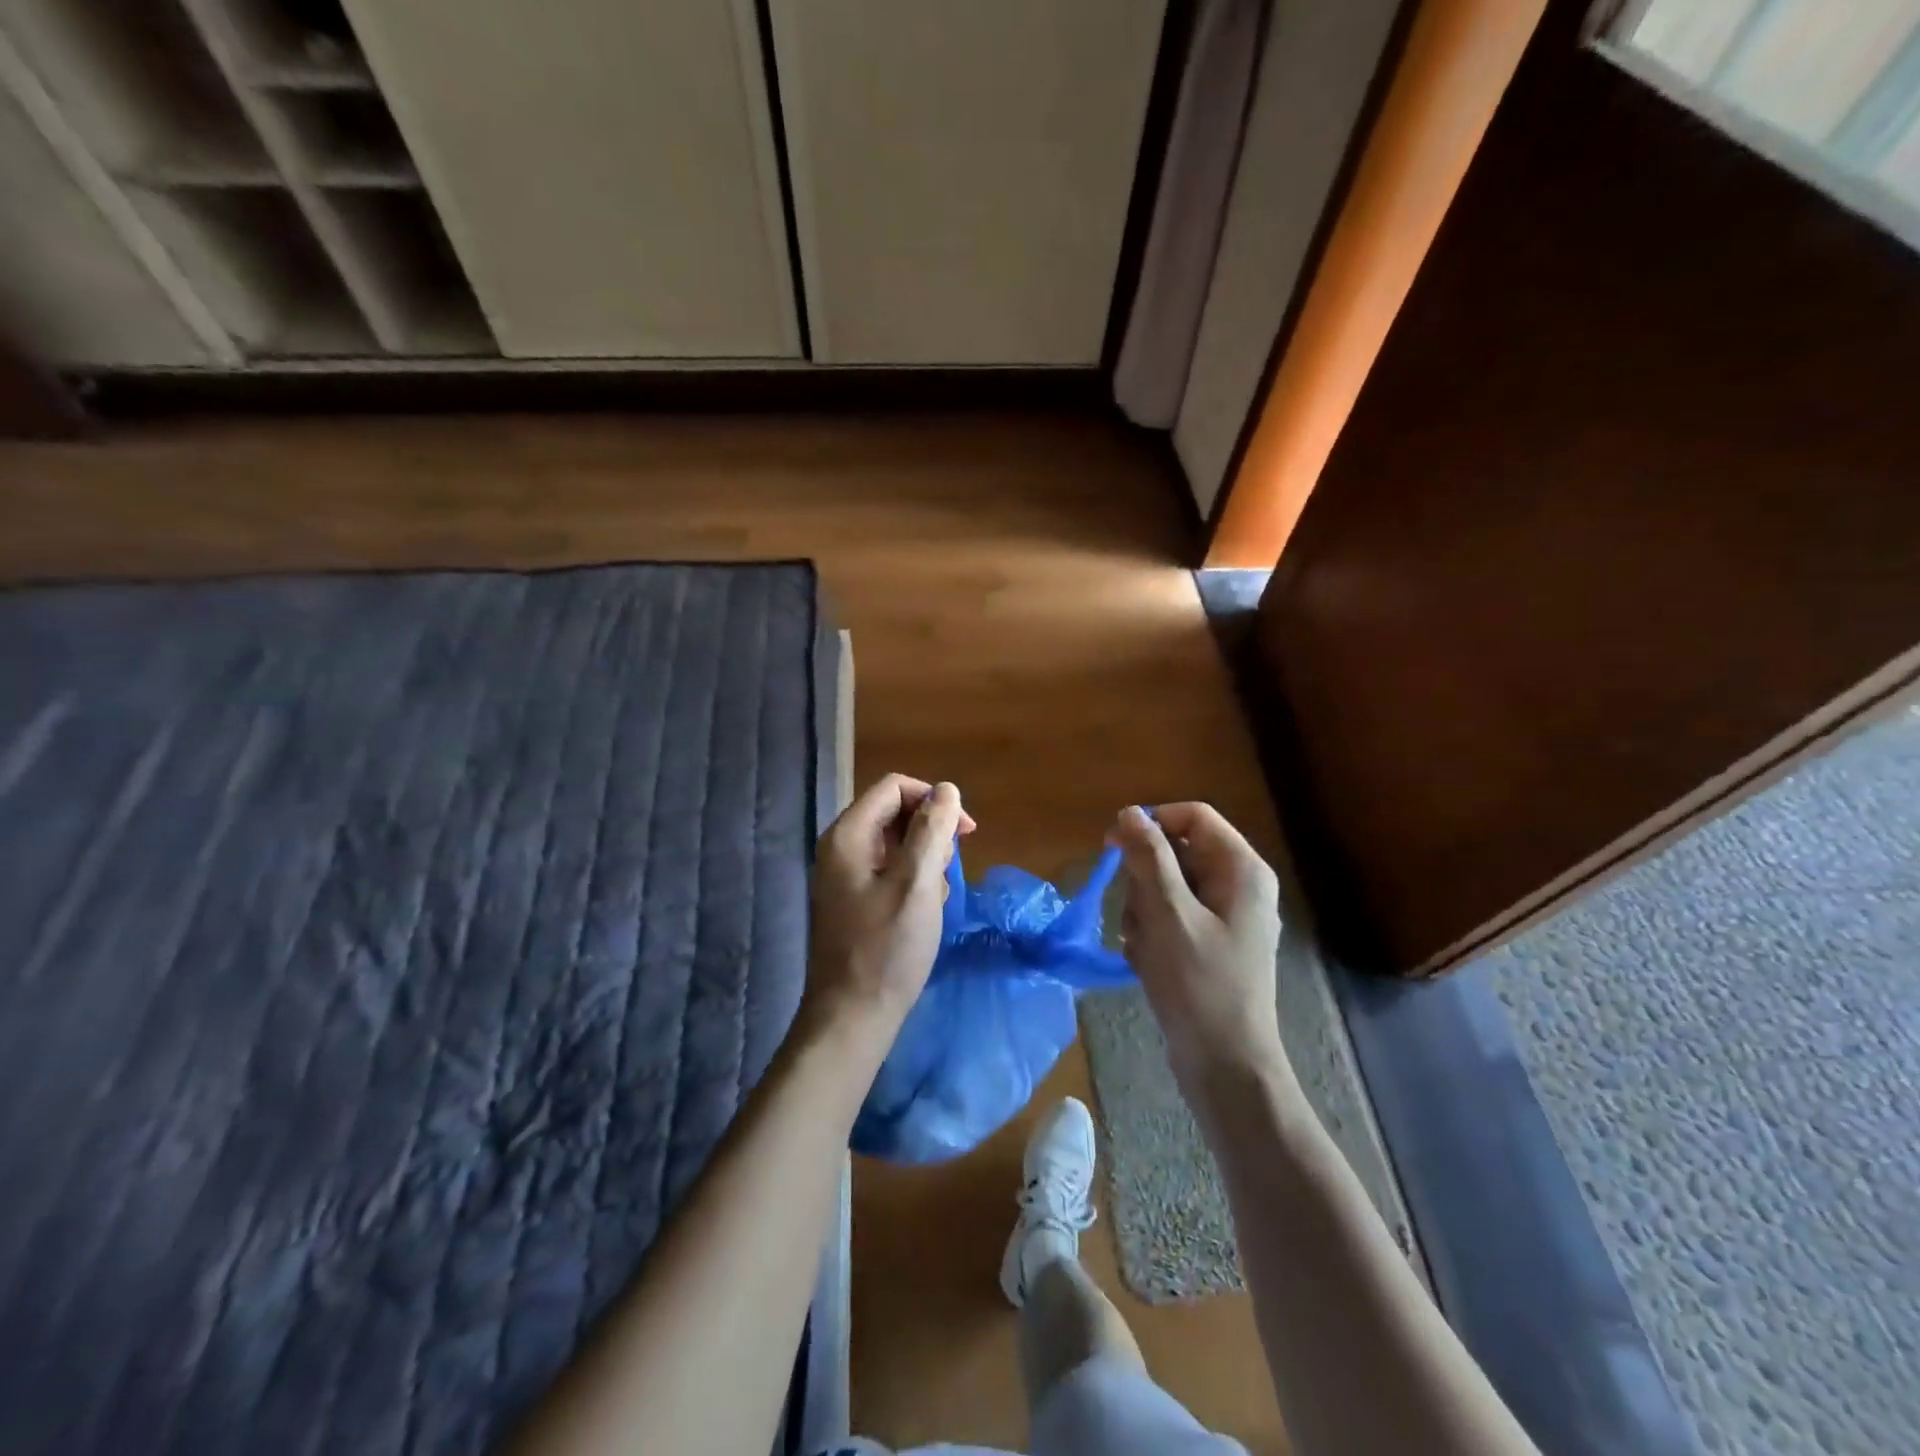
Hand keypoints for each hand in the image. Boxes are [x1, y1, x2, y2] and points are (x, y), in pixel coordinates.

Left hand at [801, 775, 974, 1054]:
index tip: (965, 831)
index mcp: (848, 835)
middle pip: (893, 812)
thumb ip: (932, 830)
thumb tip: (946, 789)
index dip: (933, 799)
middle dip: (930, 832)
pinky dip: (911, 879)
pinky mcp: (851, 899)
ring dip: (924, 858)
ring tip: (938, 895)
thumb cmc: (887, 949)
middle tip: (949, 870)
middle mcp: (839, 847)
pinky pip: (887, 870)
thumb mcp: (917, 884)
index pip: (894, 787)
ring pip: (893, 843)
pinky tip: (925, 909)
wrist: (851, 1017)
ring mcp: (842, 875)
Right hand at [1112, 803, 1289, 1106]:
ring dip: (1142, 912)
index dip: (1151, 824)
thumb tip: (1130, 812)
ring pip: (1165, 887)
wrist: (1225, 1066)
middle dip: (1144, 881)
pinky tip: (1148, 962)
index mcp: (1241, 869)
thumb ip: (1149, 858)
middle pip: (1175, 852)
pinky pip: (1169, 917)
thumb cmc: (1199, 985)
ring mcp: (1224, 917)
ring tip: (1144, 948)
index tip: (1113, 848)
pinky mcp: (1209, 943)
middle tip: (1138, 917)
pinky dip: (1151, 934)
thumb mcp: (1168, 914)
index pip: (1192, 816)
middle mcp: (1237, 885)